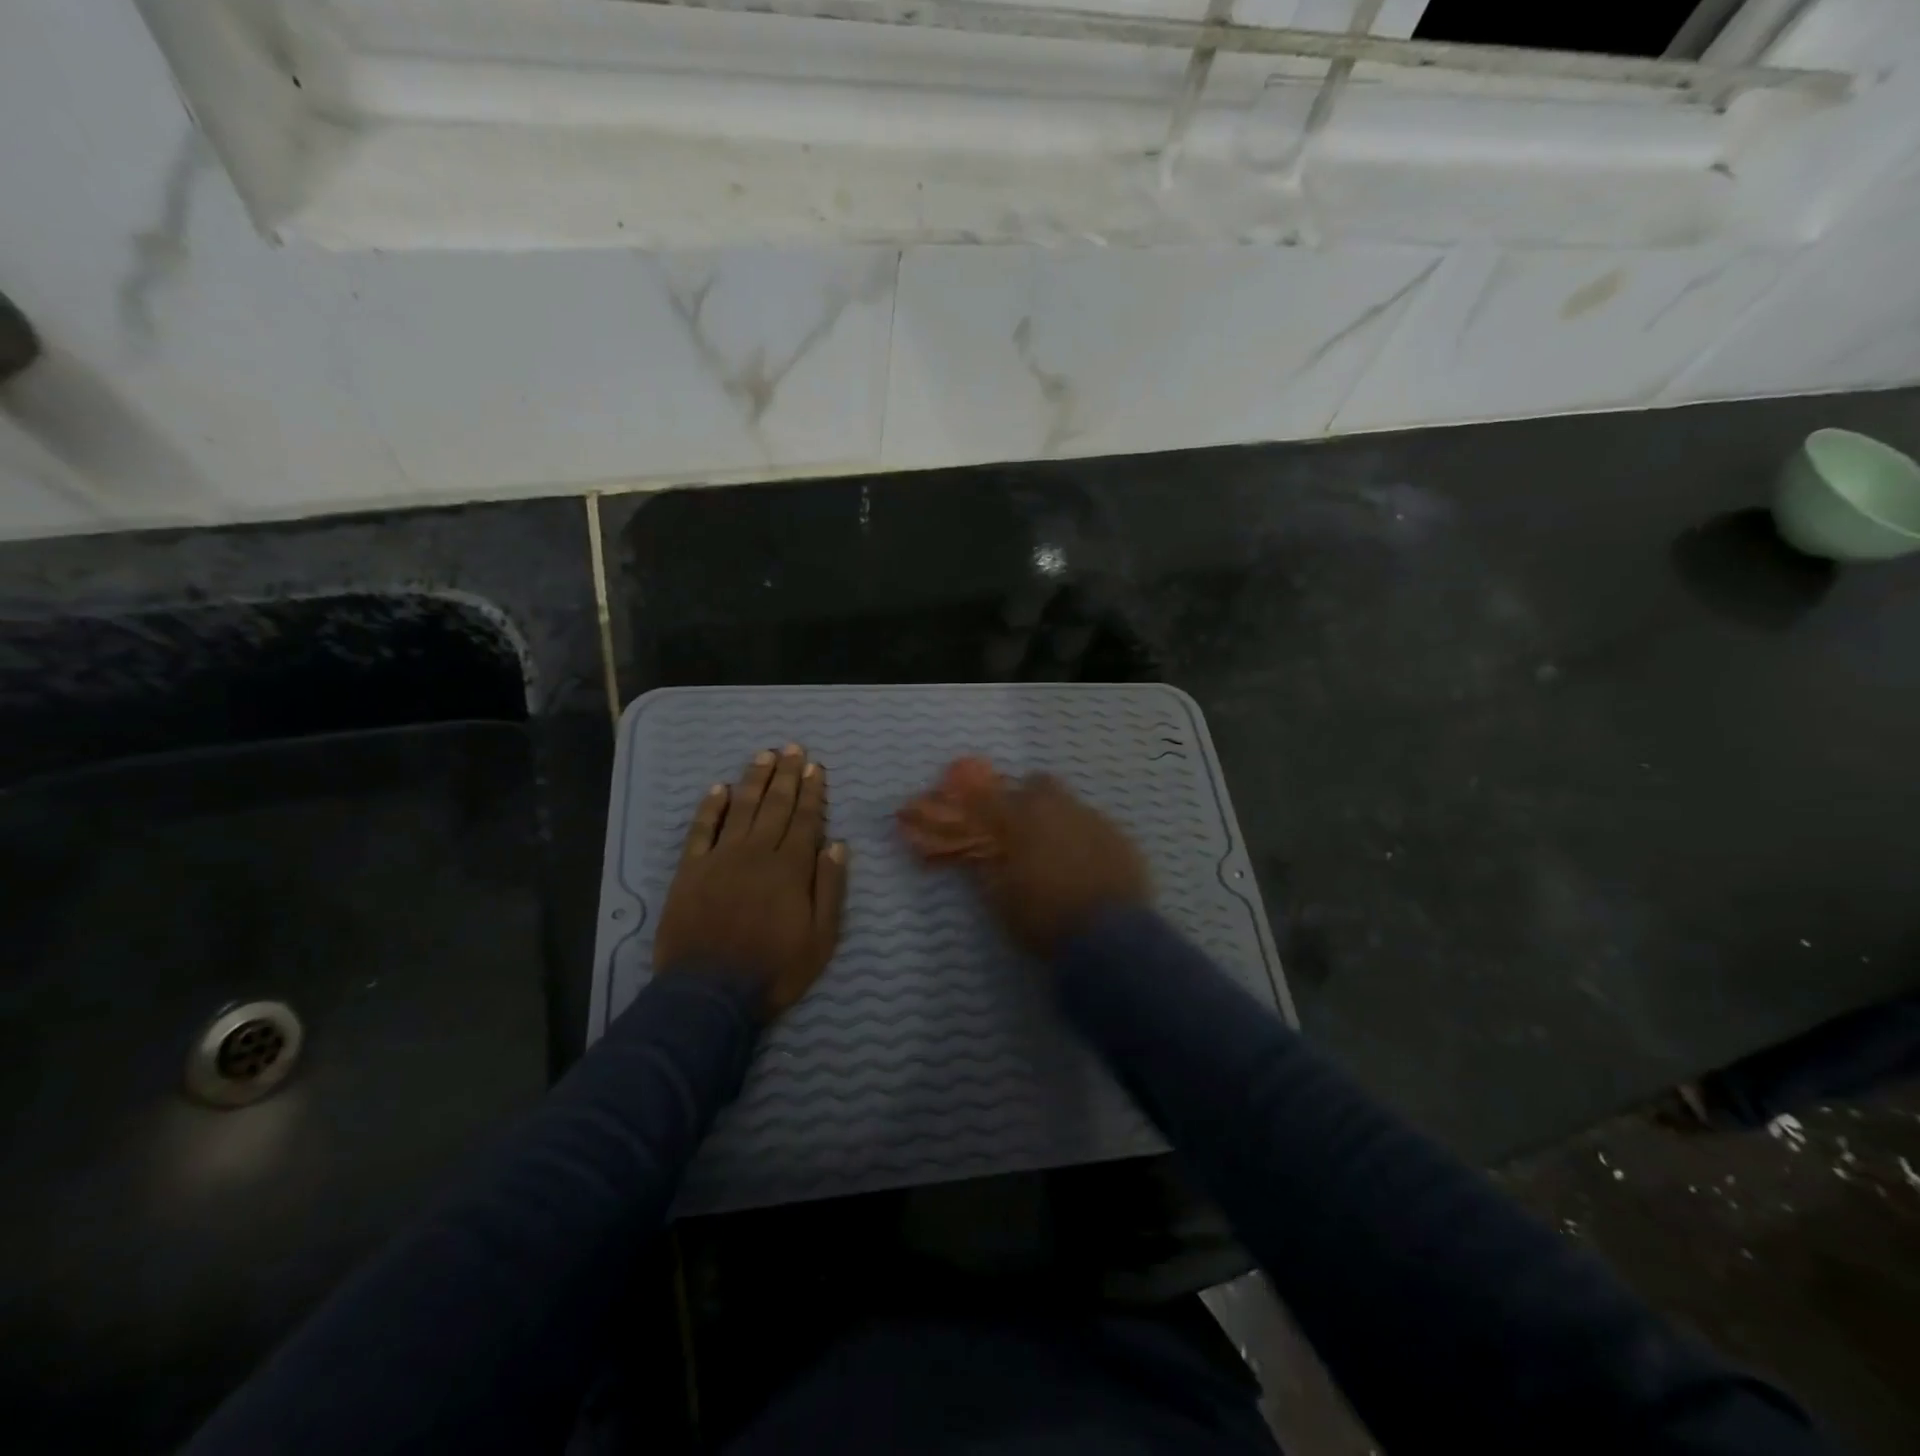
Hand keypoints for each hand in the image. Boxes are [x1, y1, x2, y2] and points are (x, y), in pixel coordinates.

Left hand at [654, 744, 848, 1020]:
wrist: (709, 994)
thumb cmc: (774, 969)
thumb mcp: (821, 938)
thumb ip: (829, 888)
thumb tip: (836, 844)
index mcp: (790, 868)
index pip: (805, 820)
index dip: (812, 792)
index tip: (816, 767)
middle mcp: (756, 853)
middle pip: (775, 806)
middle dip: (786, 775)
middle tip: (793, 748)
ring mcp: (720, 859)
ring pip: (741, 809)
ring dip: (753, 780)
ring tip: (764, 755)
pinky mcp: (690, 871)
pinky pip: (701, 831)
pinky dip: (710, 808)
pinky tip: (719, 789)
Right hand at [899, 764, 1149, 957]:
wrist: (1111, 937)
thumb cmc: (1045, 918)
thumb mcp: (1001, 900)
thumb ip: (987, 869)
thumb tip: (980, 853)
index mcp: (1021, 819)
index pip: (989, 796)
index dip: (978, 801)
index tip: (974, 810)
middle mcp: (1058, 808)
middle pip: (1038, 784)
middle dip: (1027, 799)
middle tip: (1021, 827)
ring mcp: (1094, 819)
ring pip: (1070, 804)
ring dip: (1059, 819)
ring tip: (1057, 851)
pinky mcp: (1122, 837)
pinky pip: (1097, 827)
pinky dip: (1086, 838)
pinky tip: (1088, 864)